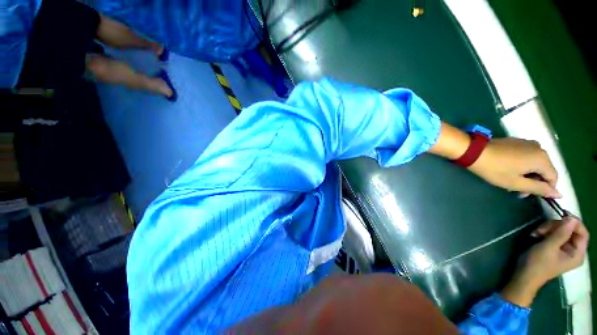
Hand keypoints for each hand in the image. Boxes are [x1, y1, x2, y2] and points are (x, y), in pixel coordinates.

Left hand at [469, 138, 560, 197]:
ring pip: (535, 164)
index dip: (544, 189)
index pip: (553, 178)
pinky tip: (508, 171)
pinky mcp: (517, 142)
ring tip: (510, 182)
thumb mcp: (517, 183)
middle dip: (533, 182)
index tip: (527, 195)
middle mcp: (539, 148)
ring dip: (526, 175)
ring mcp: (528, 143)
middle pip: (544, 170)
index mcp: (542, 158)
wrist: (474, 151)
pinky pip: (526, 156)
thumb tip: (559, 194)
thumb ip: (539, 188)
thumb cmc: (495, 169)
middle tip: (517, 191)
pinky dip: (521, 166)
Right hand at [501, 216, 588, 306]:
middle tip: (541, 228)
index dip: (574, 223)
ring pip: (561, 231)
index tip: (560, 215)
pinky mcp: (555, 248)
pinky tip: (536, 234)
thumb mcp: (548, 247)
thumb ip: (561, 233)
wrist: (524, 276)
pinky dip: (545, 232)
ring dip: (548, 228)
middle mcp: (574, 250)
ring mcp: (564, 249)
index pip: (582, 233)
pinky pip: (555, 235)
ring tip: (537, 232)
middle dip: (556, 226)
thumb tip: (572, 218)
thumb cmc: (537, 264)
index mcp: (577, 253)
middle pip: (571, 230)